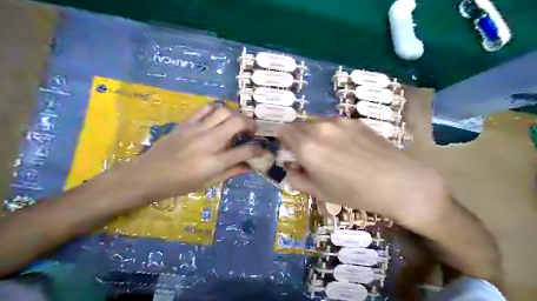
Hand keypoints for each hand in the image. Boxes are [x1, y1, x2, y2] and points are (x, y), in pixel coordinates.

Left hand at [108, 104, 262, 206]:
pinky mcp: (186, 123)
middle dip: (251, 124)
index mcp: (215, 162)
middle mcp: (209, 142)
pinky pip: (205, 108)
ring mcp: (197, 129)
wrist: (147, 175)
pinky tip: (218, 117)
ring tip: (236, 122)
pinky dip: (217, 109)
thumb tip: (249, 166)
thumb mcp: (208, 183)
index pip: (246, 151)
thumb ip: (231, 172)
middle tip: (251, 131)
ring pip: (223, 111)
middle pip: (237, 122)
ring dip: (235, 115)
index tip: (263, 150)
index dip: (259, 150)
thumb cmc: (179, 184)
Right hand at [277, 119, 449, 226]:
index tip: (290, 151)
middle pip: (299, 125)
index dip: (283, 140)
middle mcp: (319, 128)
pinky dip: (332, 132)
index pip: (283, 130)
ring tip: (331, 151)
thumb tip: (290, 169)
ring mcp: (339, 122)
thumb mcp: (319, 192)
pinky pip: (334, 123)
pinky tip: (348, 147)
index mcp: (306, 147)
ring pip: (317, 123)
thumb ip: (297, 179)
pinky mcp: (354, 121)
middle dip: (299, 138)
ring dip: (315, 134)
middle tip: (310, 154)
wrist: (397, 182)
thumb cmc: (354, 193)